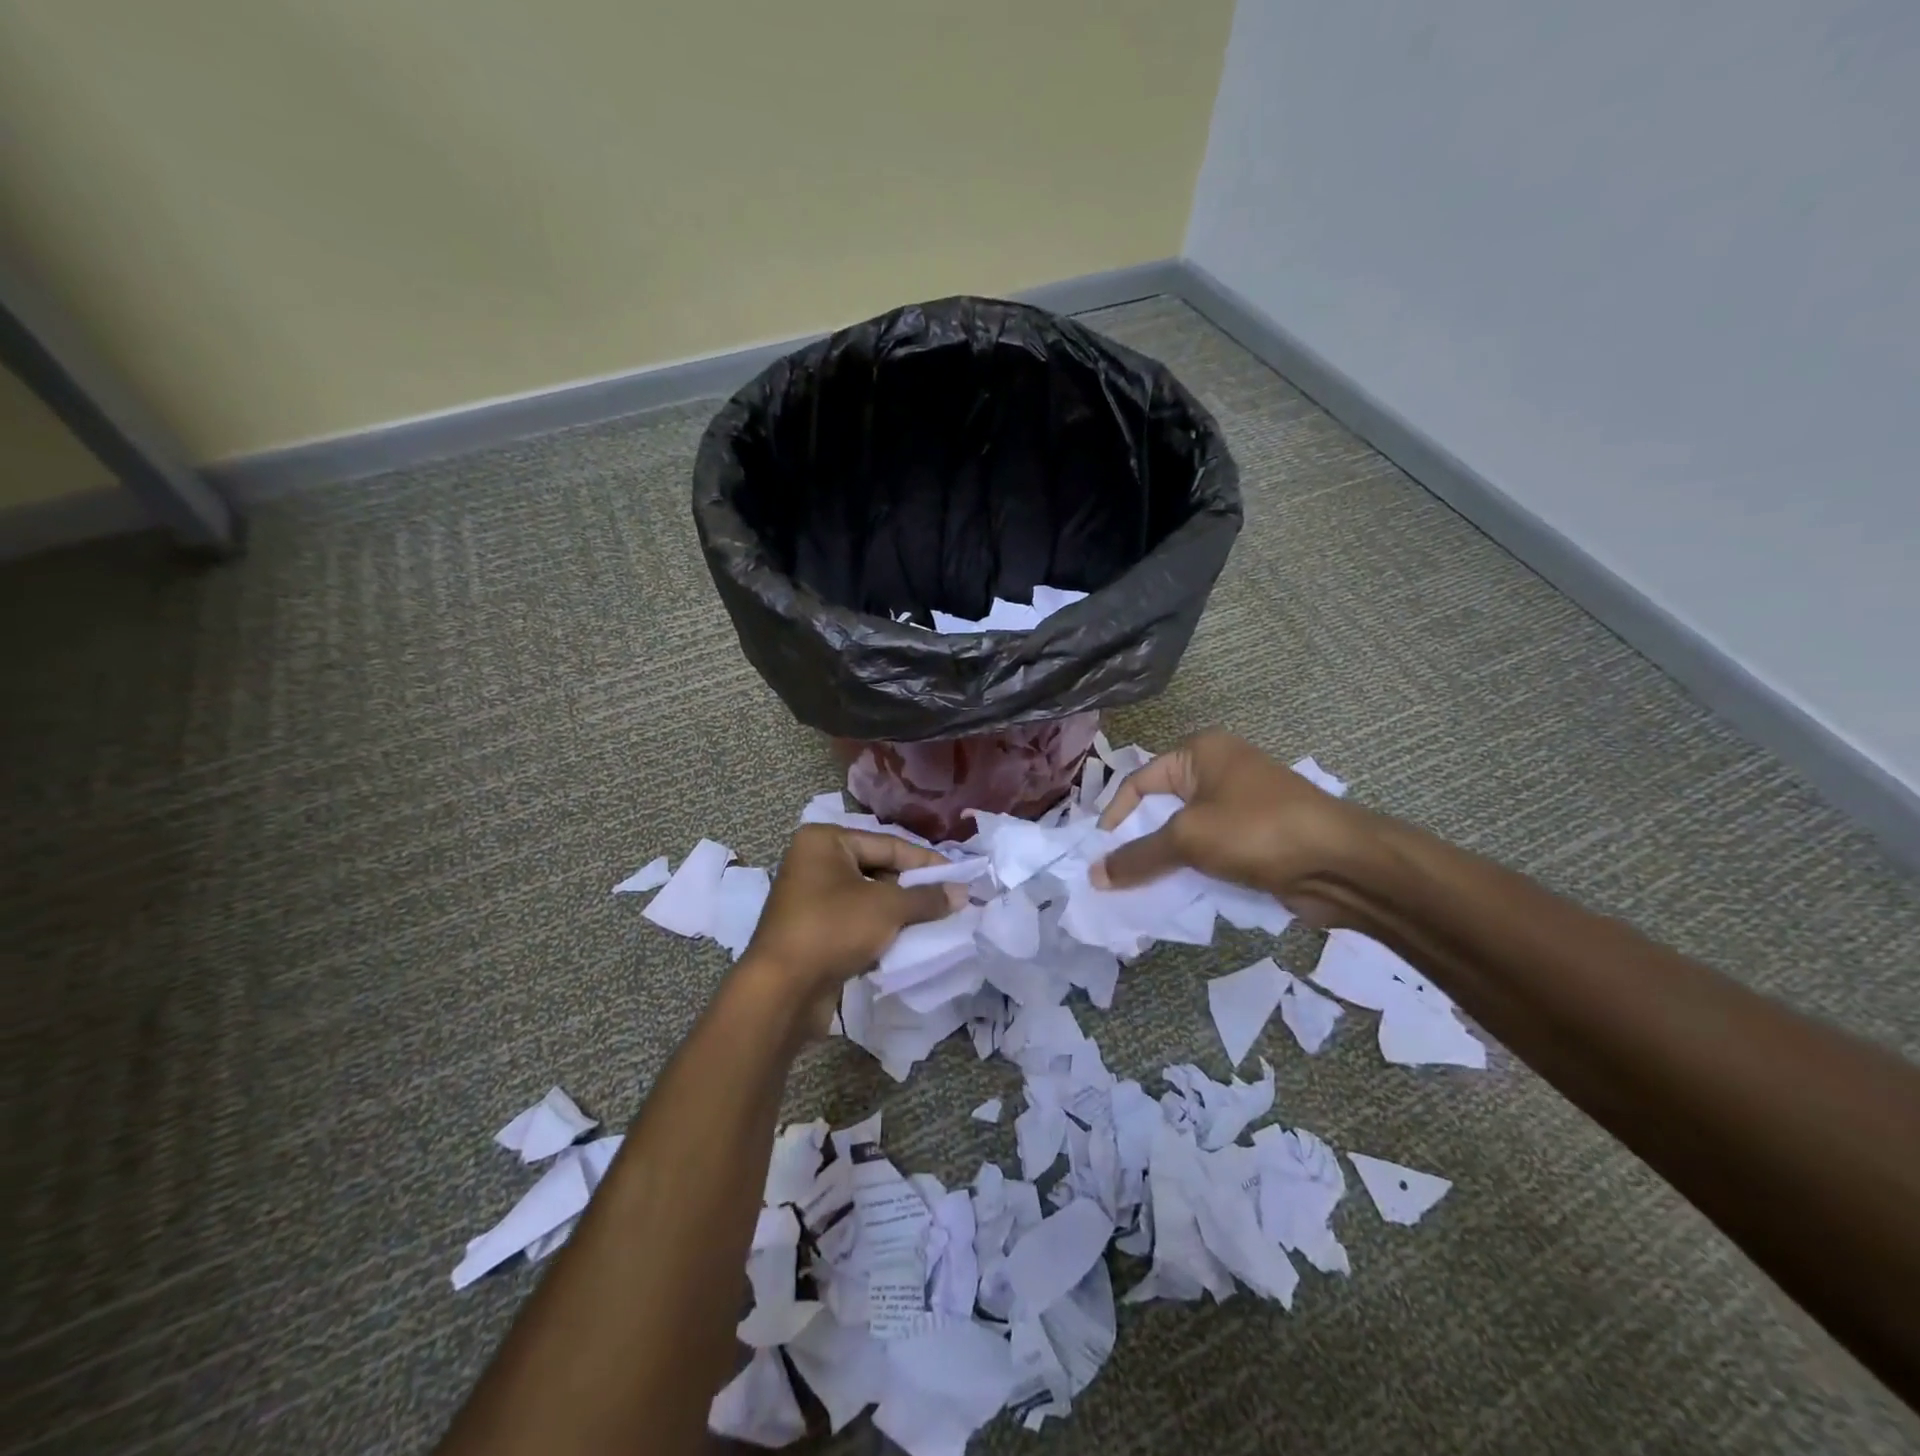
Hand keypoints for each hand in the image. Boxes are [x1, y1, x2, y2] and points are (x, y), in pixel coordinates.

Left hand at [735, 824, 966, 1035]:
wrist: (782, 990)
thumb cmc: (833, 929)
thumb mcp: (888, 908)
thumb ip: (927, 897)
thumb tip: (962, 892)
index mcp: (824, 841)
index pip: (888, 844)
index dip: (926, 861)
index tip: (960, 877)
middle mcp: (814, 861)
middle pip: (878, 868)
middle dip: (912, 887)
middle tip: (949, 900)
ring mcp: (810, 897)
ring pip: (868, 896)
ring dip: (898, 910)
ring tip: (934, 921)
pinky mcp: (812, 929)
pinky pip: (855, 919)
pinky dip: (879, 928)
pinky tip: (906, 940)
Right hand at [1090, 730, 1373, 926]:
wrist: (1342, 863)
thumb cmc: (1257, 831)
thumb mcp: (1189, 839)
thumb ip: (1138, 856)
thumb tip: (1094, 875)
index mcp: (1200, 752)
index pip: (1139, 781)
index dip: (1115, 816)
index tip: (1098, 853)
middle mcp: (1218, 771)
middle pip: (1161, 807)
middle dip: (1138, 842)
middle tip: (1113, 874)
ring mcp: (1240, 805)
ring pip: (1185, 834)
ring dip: (1164, 861)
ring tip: (1139, 890)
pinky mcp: (1256, 837)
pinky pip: (1210, 851)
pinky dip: (1192, 871)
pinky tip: (1176, 895)